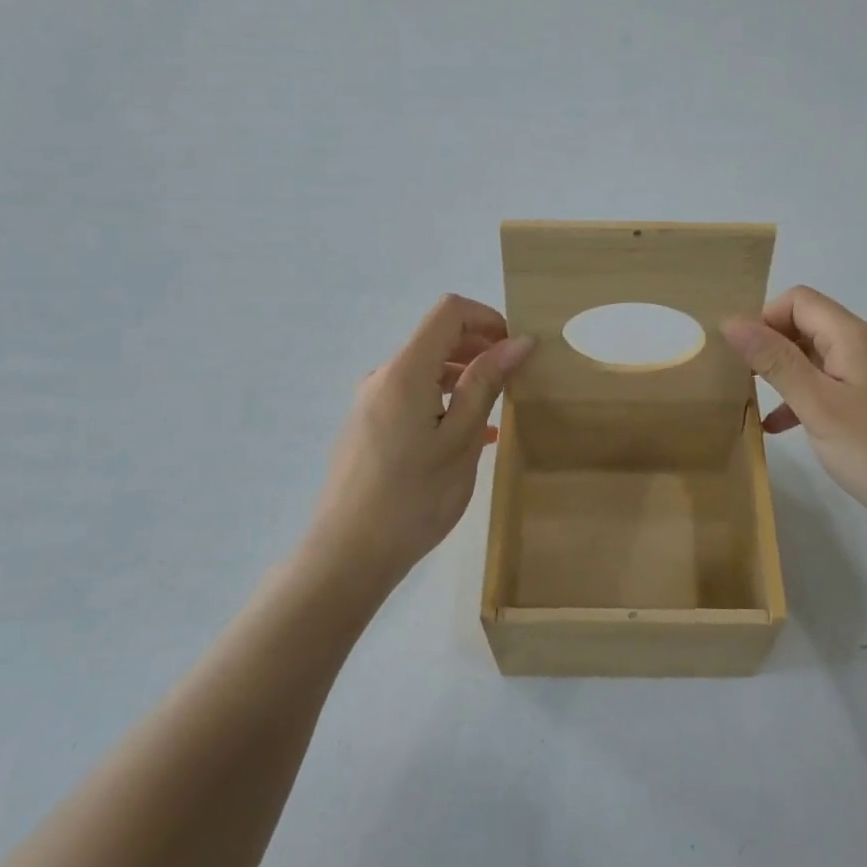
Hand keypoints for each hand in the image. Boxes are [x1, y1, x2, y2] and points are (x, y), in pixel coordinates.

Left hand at [307, 295, 532, 589]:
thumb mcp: (461, 440)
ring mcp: (369, 403)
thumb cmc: (413, 497)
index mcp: (405, 371)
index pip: (449, 312)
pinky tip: (465, 438)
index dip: (487, 318)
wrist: (347, 555)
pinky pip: (411, 398)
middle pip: (436, 339)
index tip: (516, 350)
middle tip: (514, 382)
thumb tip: (518, 341)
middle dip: (479, 349)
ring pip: (425, 372)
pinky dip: (443, 403)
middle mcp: (382, 377)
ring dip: (463, 379)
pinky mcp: (366, 427)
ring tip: (495, 415)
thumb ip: (486, 384)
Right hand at [723, 286, 866, 540]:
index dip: (765, 318)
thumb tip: (732, 322)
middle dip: (770, 345)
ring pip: (815, 359)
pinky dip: (802, 398)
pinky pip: (829, 387)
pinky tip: (779, 428)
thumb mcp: (817, 404)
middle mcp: (865, 347)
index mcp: (853, 337)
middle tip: (740, 380)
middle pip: (807, 325)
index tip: (742, 356)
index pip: (799, 300)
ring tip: (751, 401)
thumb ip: (775, 361)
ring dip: (782, 374)